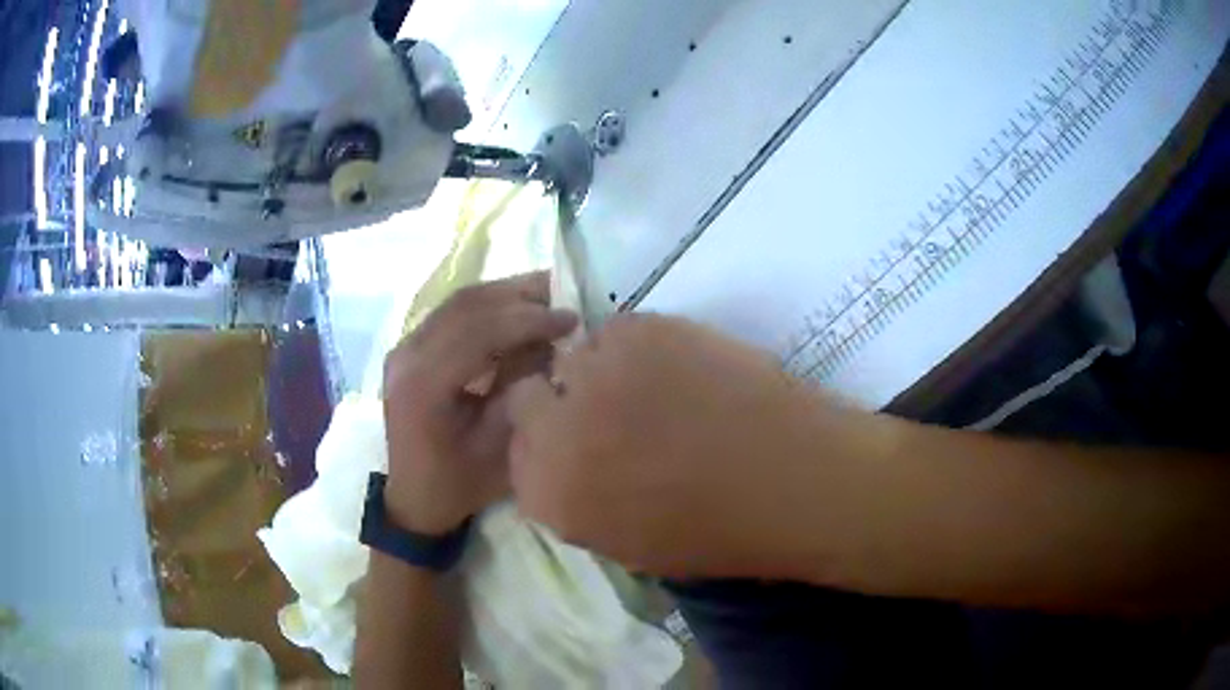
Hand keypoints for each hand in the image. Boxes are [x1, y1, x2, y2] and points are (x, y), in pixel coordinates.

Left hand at [382, 272, 578, 535]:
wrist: (414, 498)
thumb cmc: (459, 484)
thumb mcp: (501, 447)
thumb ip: (523, 389)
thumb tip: (553, 344)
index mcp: (424, 385)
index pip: (478, 331)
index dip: (528, 319)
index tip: (571, 319)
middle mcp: (407, 355)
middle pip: (466, 305)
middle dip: (520, 296)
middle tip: (565, 294)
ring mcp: (404, 348)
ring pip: (458, 303)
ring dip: (506, 295)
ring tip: (547, 295)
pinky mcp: (410, 348)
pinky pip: (452, 314)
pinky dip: (489, 307)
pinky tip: (517, 311)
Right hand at [507, 314, 838, 577]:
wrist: (793, 481)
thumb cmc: (720, 530)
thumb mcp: (629, 543)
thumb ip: (578, 502)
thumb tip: (568, 462)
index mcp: (550, 495)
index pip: (517, 453)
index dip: (549, 442)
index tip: (578, 439)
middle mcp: (555, 432)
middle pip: (528, 395)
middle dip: (560, 402)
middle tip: (609, 407)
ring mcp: (594, 376)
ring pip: (576, 357)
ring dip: (604, 371)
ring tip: (659, 386)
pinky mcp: (638, 332)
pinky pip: (618, 330)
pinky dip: (642, 346)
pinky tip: (685, 367)